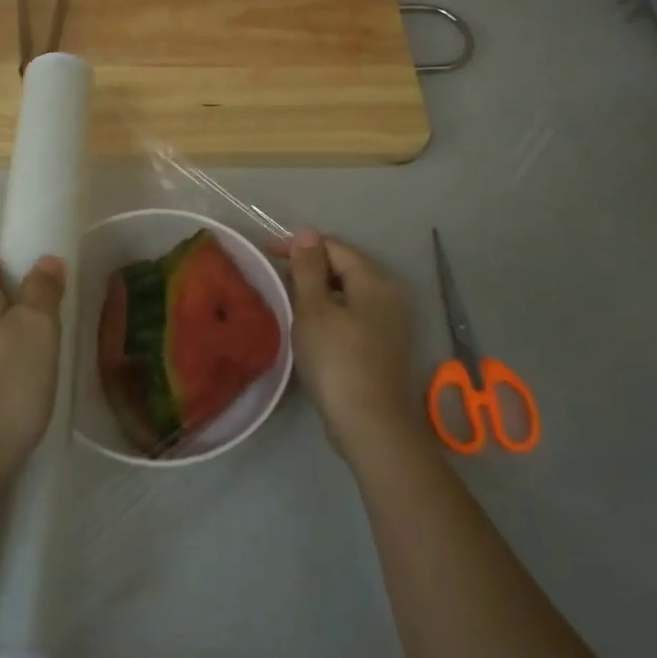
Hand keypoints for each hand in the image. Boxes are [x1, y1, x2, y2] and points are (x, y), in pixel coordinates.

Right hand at [287, 232, 422, 465]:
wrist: (370, 425)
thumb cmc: (337, 361)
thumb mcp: (313, 310)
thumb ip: (308, 269)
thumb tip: (307, 233)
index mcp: (374, 280)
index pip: (334, 246)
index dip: (299, 245)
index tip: (265, 251)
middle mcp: (389, 294)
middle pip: (345, 267)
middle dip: (309, 266)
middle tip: (274, 276)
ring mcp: (391, 321)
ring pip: (349, 292)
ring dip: (319, 290)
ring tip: (287, 298)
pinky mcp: (385, 344)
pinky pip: (354, 314)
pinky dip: (331, 311)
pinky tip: (310, 325)